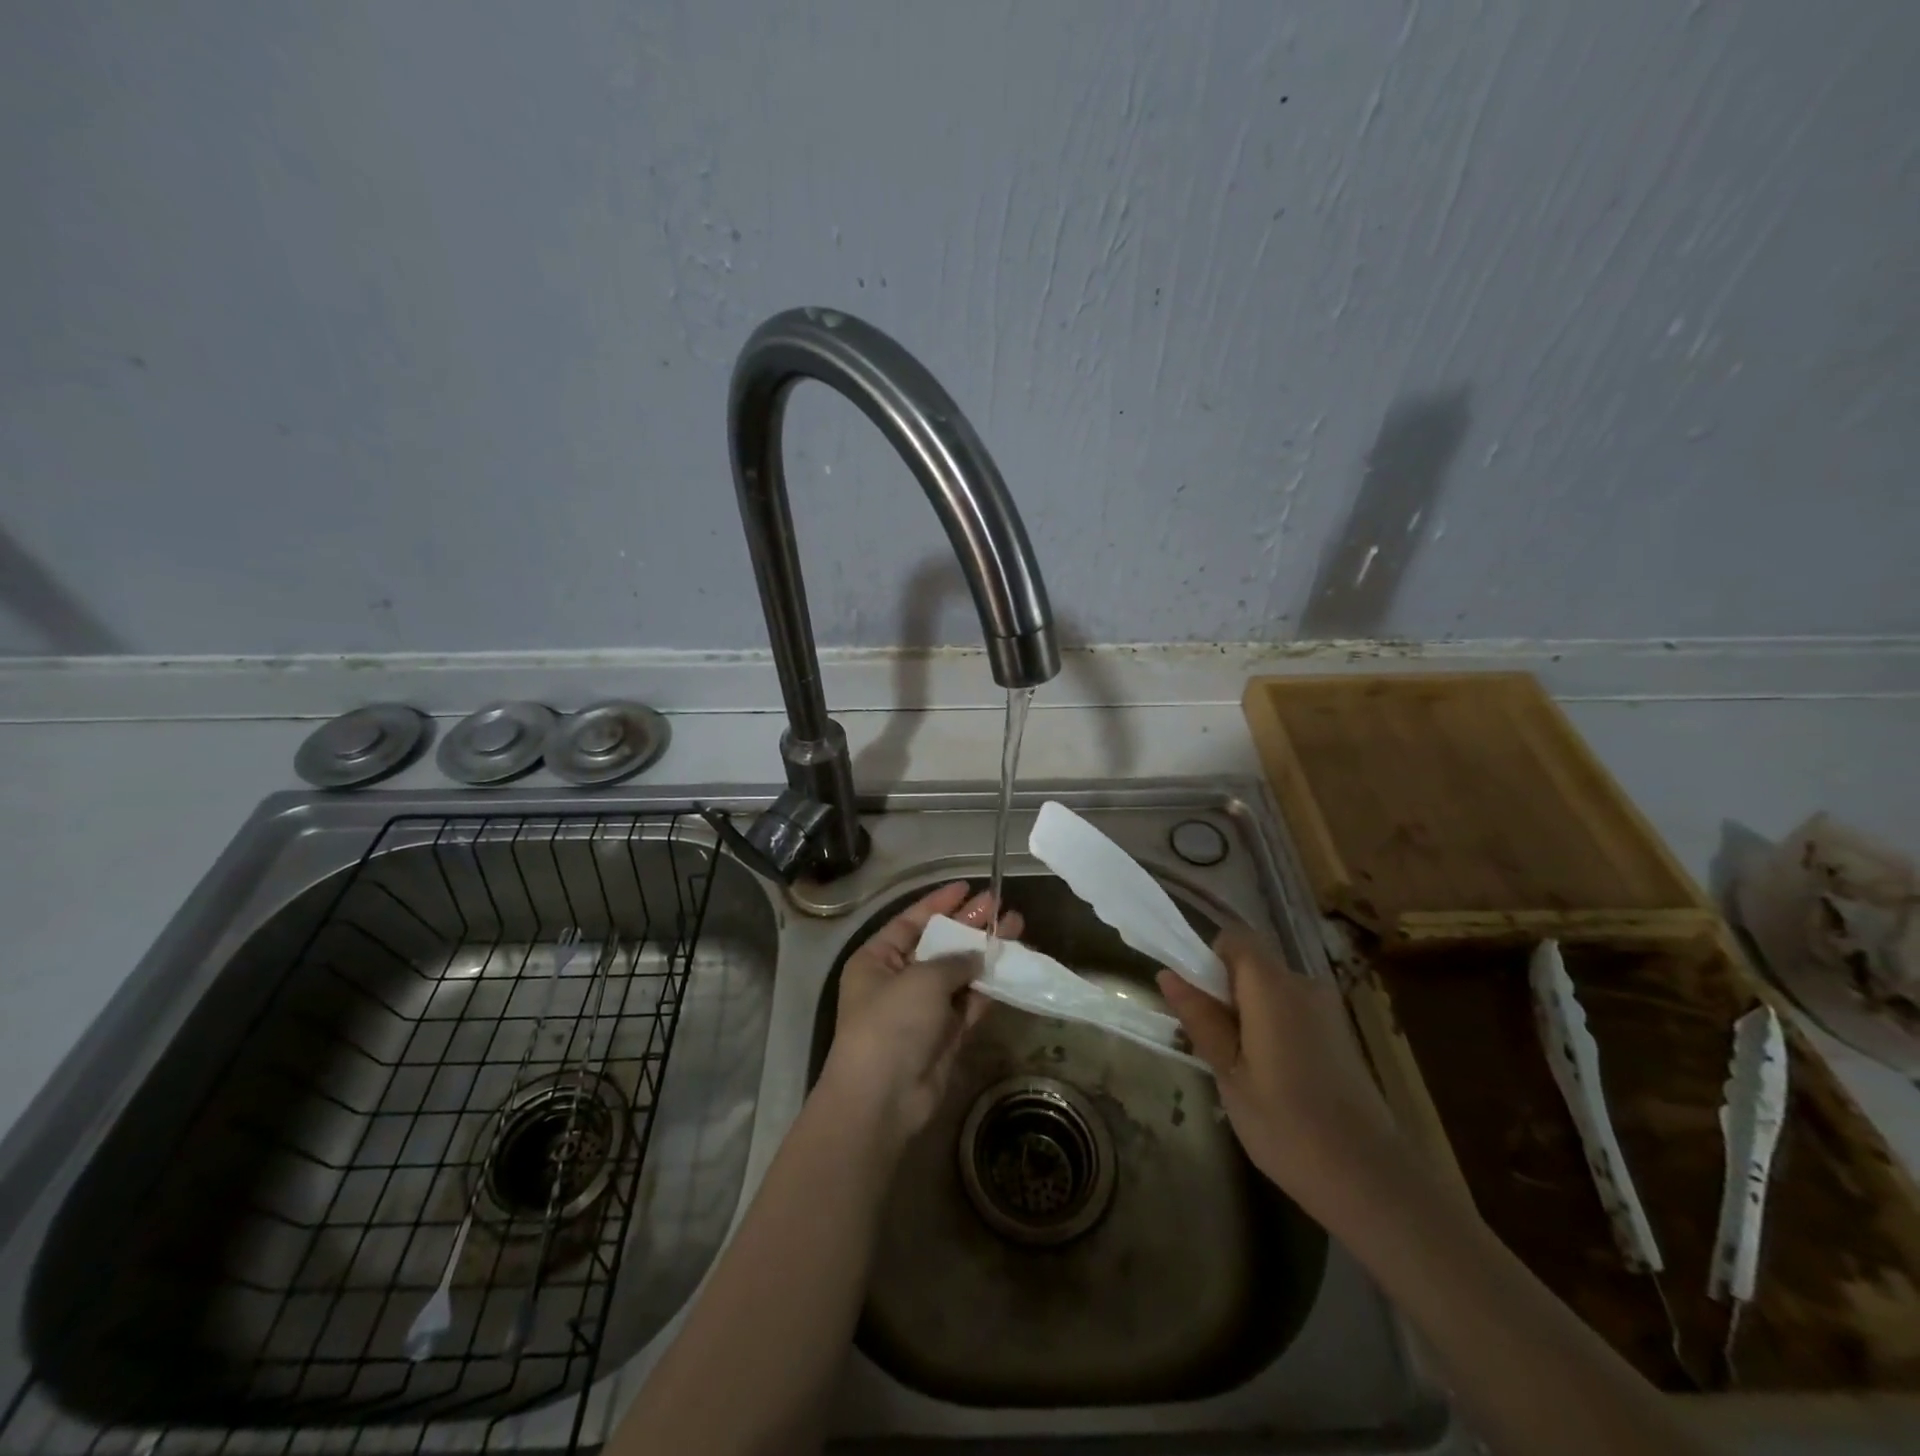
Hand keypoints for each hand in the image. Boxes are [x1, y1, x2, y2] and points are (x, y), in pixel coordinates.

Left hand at [820, 881, 1022, 1150]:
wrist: (883, 1097)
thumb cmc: (892, 1022)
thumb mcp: (921, 979)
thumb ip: (954, 960)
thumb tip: (978, 955)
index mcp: (877, 959)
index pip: (912, 921)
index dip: (940, 903)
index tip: (968, 887)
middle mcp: (898, 979)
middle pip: (939, 944)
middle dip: (969, 925)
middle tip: (1001, 905)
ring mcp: (923, 1009)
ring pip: (959, 973)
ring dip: (985, 953)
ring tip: (1017, 927)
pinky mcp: (945, 1034)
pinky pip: (969, 1002)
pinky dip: (989, 986)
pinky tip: (1012, 965)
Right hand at [1157, 926, 1399, 1214]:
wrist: (1372, 1181)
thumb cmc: (1287, 1126)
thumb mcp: (1230, 1074)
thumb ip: (1201, 1019)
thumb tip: (1168, 975)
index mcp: (1274, 988)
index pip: (1235, 938)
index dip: (1208, 958)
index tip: (1197, 1001)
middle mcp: (1304, 985)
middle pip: (1253, 964)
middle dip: (1225, 992)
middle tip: (1211, 1044)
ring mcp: (1327, 1010)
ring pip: (1271, 991)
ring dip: (1248, 1013)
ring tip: (1240, 1069)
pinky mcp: (1339, 1035)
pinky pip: (1292, 1011)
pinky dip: (1272, 1029)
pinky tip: (1273, 1079)